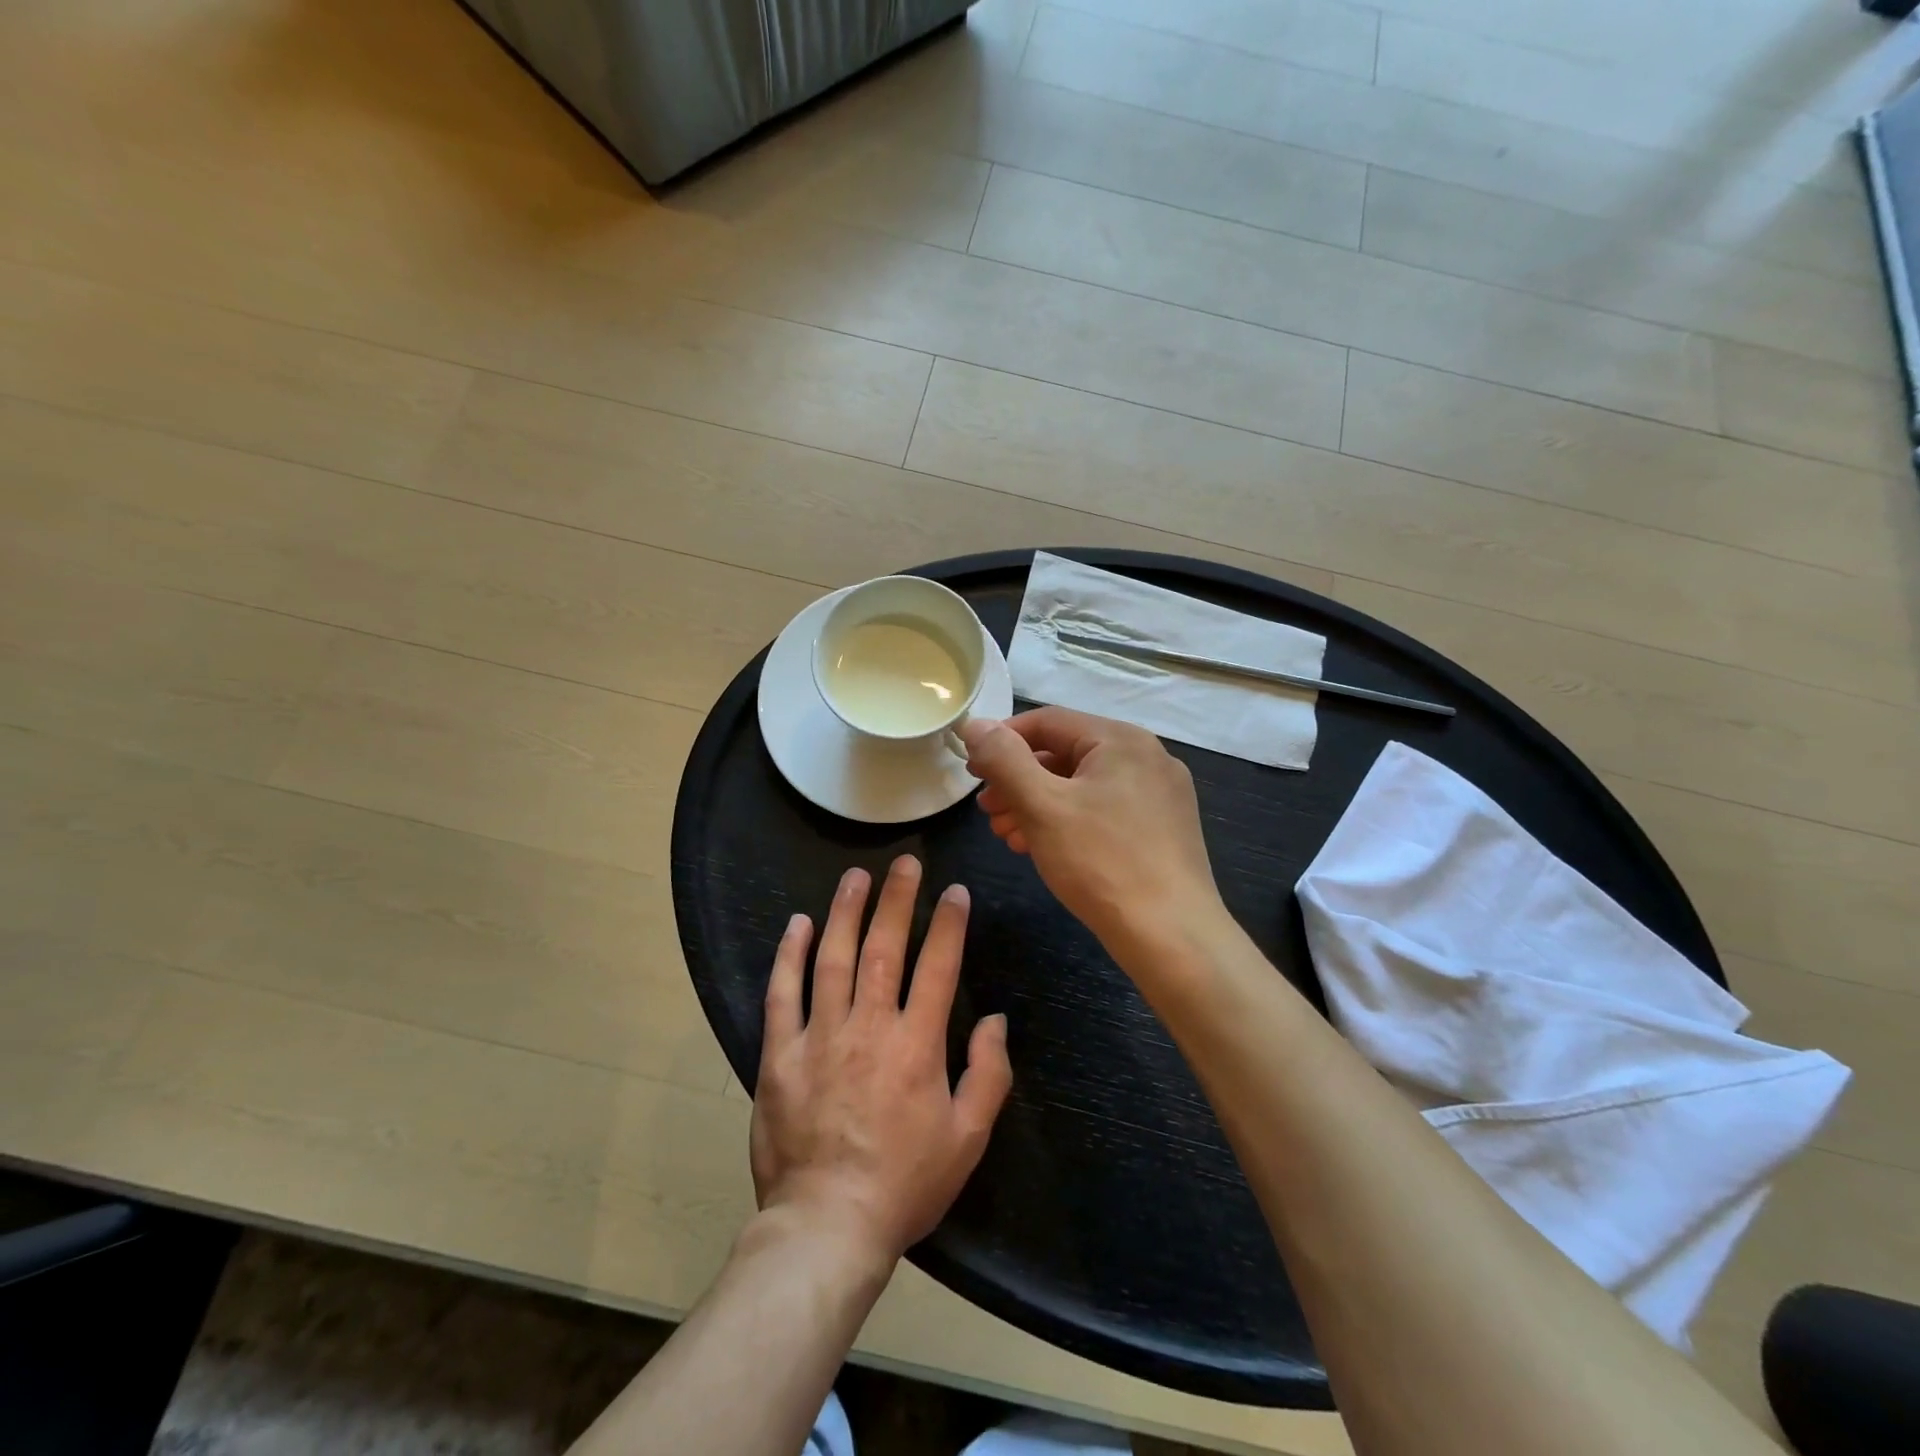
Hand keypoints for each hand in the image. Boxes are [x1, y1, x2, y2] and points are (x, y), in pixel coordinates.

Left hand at [750, 856, 1012, 1265]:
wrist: (827, 1226)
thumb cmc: (905, 1184)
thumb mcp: (967, 1138)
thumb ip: (988, 1074)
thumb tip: (997, 1020)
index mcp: (917, 1045)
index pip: (938, 966)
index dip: (949, 924)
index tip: (955, 892)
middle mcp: (869, 1027)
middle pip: (884, 947)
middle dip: (897, 899)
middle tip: (905, 862)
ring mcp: (819, 1036)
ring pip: (833, 958)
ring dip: (846, 911)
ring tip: (855, 876)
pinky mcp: (780, 1054)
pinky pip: (783, 993)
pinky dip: (790, 955)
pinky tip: (799, 923)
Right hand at [961, 708, 1224, 958]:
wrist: (1171, 937)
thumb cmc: (1101, 862)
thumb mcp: (1042, 806)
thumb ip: (1005, 759)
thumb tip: (976, 724)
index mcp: (1121, 739)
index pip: (1047, 721)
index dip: (1002, 741)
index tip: (972, 769)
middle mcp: (1146, 756)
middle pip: (1066, 753)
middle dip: (1018, 780)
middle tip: (986, 808)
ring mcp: (1159, 794)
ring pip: (1083, 785)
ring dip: (1038, 804)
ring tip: (1006, 833)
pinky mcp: (1162, 828)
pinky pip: (1103, 809)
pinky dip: (1067, 821)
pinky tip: (1041, 847)